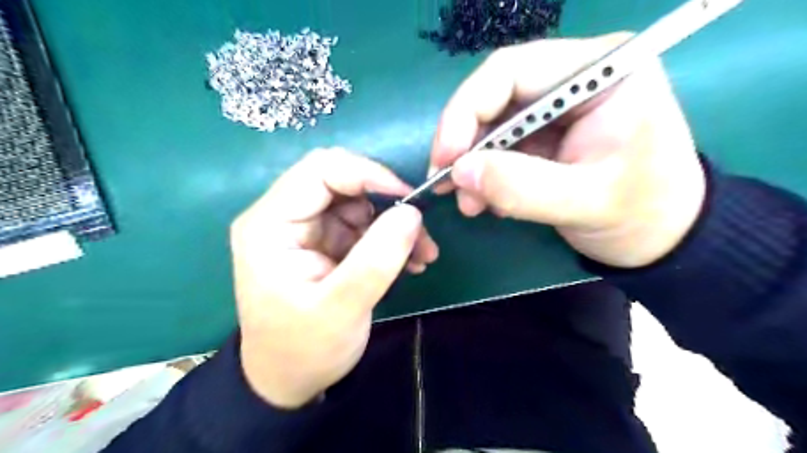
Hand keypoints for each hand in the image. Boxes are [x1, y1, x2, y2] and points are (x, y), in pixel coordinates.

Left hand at [230, 147, 438, 406]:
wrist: (289, 379)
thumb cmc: (304, 349)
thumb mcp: (342, 308)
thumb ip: (377, 258)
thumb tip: (412, 212)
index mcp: (270, 224)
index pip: (320, 171)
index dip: (368, 174)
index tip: (409, 200)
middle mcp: (283, 216)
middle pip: (341, 181)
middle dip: (386, 201)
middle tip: (419, 231)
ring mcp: (306, 228)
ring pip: (358, 202)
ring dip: (393, 222)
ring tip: (422, 255)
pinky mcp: (324, 242)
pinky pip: (363, 224)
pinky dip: (389, 237)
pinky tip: (409, 261)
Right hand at [429, 33, 707, 267]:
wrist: (659, 238)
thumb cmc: (642, 214)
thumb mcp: (585, 203)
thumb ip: (522, 187)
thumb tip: (459, 172)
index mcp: (601, 72)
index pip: (513, 70)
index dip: (467, 109)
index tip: (446, 157)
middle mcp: (574, 78)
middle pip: (495, 96)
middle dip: (465, 142)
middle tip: (446, 183)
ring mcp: (555, 108)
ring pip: (491, 124)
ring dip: (471, 164)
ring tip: (468, 203)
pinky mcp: (543, 135)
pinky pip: (498, 147)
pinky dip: (483, 174)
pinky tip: (482, 200)